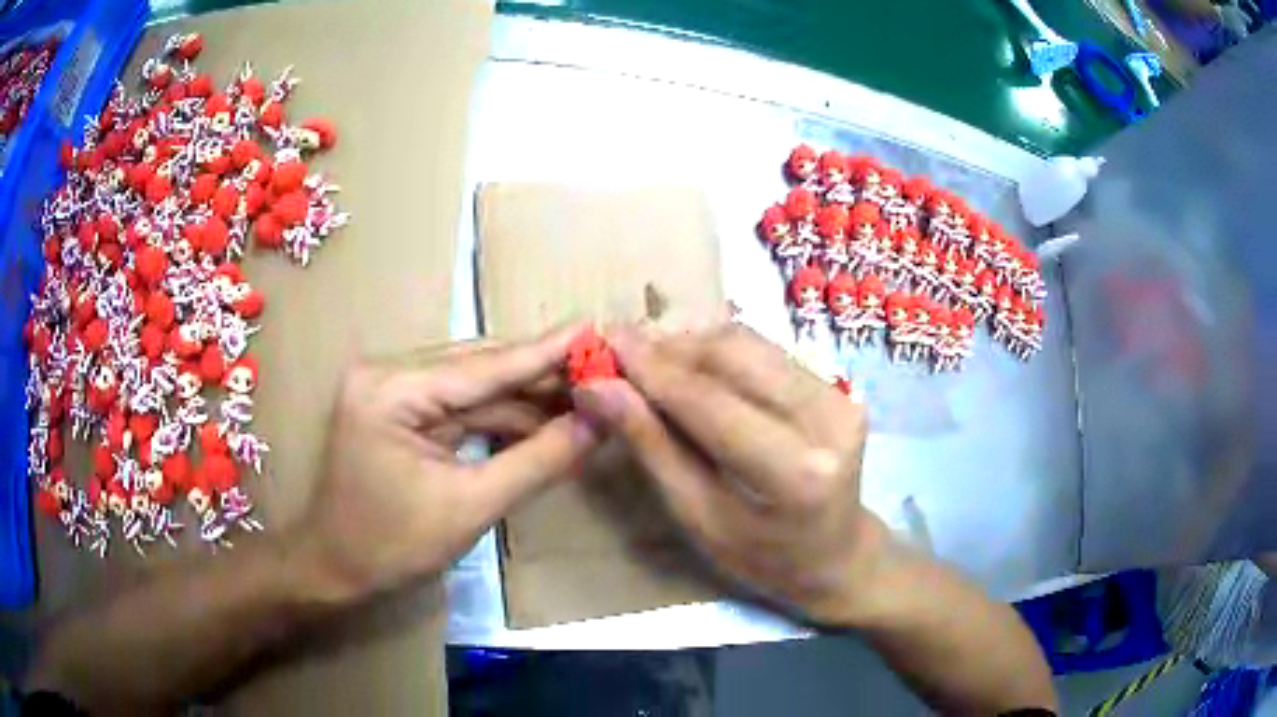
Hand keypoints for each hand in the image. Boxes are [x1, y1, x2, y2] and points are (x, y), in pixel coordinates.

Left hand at [295, 327, 598, 601]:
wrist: (334, 568)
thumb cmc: (391, 546)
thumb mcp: (470, 508)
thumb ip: (538, 462)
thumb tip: (597, 424)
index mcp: (391, 390)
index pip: (482, 367)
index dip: (544, 352)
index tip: (594, 328)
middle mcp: (388, 373)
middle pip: (479, 367)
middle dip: (541, 375)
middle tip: (601, 372)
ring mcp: (391, 389)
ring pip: (473, 385)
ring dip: (525, 398)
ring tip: (583, 402)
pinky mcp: (398, 408)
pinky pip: (460, 405)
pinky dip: (501, 416)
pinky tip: (542, 423)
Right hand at [573, 324, 882, 624]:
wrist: (836, 554)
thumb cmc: (761, 556)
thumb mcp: (697, 515)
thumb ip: (651, 446)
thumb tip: (599, 387)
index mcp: (795, 470)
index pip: (709, 401)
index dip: (651, 369)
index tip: (603, 343)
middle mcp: (828, 418)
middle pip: (733, 354)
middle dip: (669, 348)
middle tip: (619, 350)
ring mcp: (840, 394)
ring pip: (750, 343)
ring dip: (691, 345)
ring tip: (647, 358)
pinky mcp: (838, 383)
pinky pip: (766, 352)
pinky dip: (719, 353)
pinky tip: (689, 367)